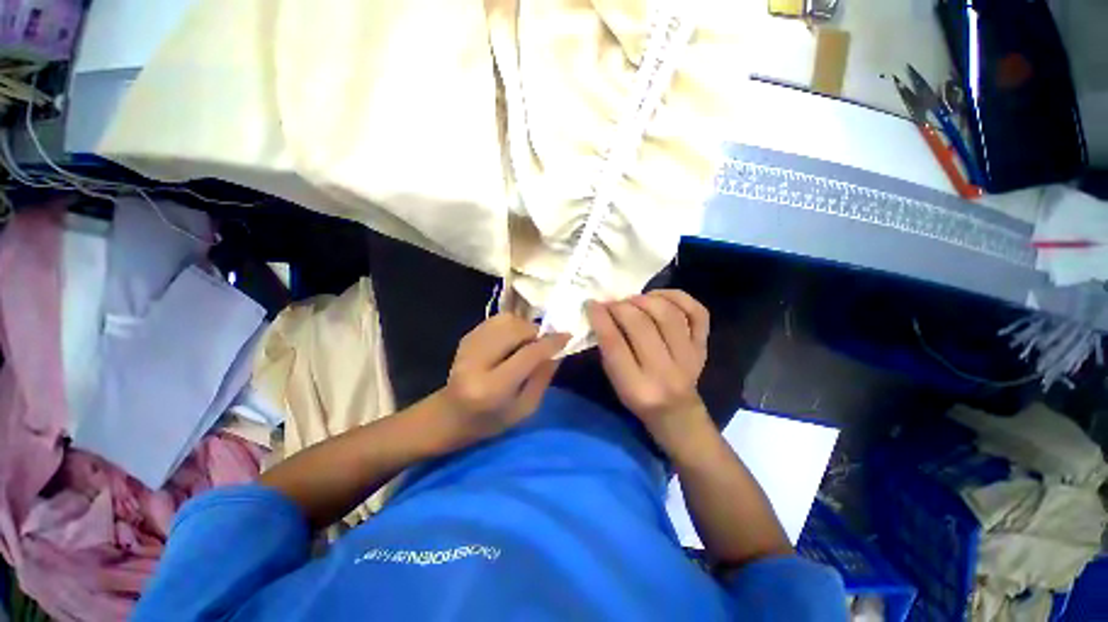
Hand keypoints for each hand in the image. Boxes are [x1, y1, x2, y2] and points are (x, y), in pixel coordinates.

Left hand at [440, 314, 568, 443]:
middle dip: (536, 332)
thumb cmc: (490, 421)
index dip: (550, 342)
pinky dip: (511, 325)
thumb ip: (543, 378)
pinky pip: (496, 320)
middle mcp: (477, 362)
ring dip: (524, 326)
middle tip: (544, 341)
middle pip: (515, 330)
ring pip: (505, 320)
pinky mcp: (465, 338)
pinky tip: (512, 339)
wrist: (450, 416)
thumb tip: (558, 350)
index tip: (567, 336)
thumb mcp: (524, 408)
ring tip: (528, 341)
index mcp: (492, 388)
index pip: (528, 355)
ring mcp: (468, 346)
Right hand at [586, 290, 710, 449]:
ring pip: (669, 315)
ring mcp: (689, 358)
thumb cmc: (639, 399)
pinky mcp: (703, 347)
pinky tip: (659, 297)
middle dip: (620, 306)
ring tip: (633, 300)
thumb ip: (609, 350)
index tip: (591, 304)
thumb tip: (602, 313)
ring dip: (645, 300)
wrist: (678, 414)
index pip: (615, 343)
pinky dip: (677, 297)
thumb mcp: (616, 382)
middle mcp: (665, 373)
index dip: (600, 318)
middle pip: (641, 325)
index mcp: (637, 387)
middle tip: (611, 303)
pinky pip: (697, 313)